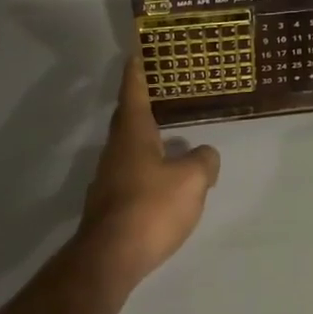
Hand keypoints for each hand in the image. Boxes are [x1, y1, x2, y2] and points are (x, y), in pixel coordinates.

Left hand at [77, 53, 219, 291]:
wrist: (108, 260)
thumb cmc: (150, 208)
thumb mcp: (191, 180)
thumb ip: (203, 161)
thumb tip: (205, 155)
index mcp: (133, 133)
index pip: (133, 92)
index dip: (137, 71)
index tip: (135, 52)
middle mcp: (115, 150)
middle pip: (127, 119)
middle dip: (141, 103)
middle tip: (159, 90)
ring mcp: (107, 179)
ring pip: (128, 149)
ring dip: (144, 139)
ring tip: (168, 137)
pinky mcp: (109, 206)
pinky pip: (129, 175)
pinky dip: (145, 168)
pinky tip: (162, 182)